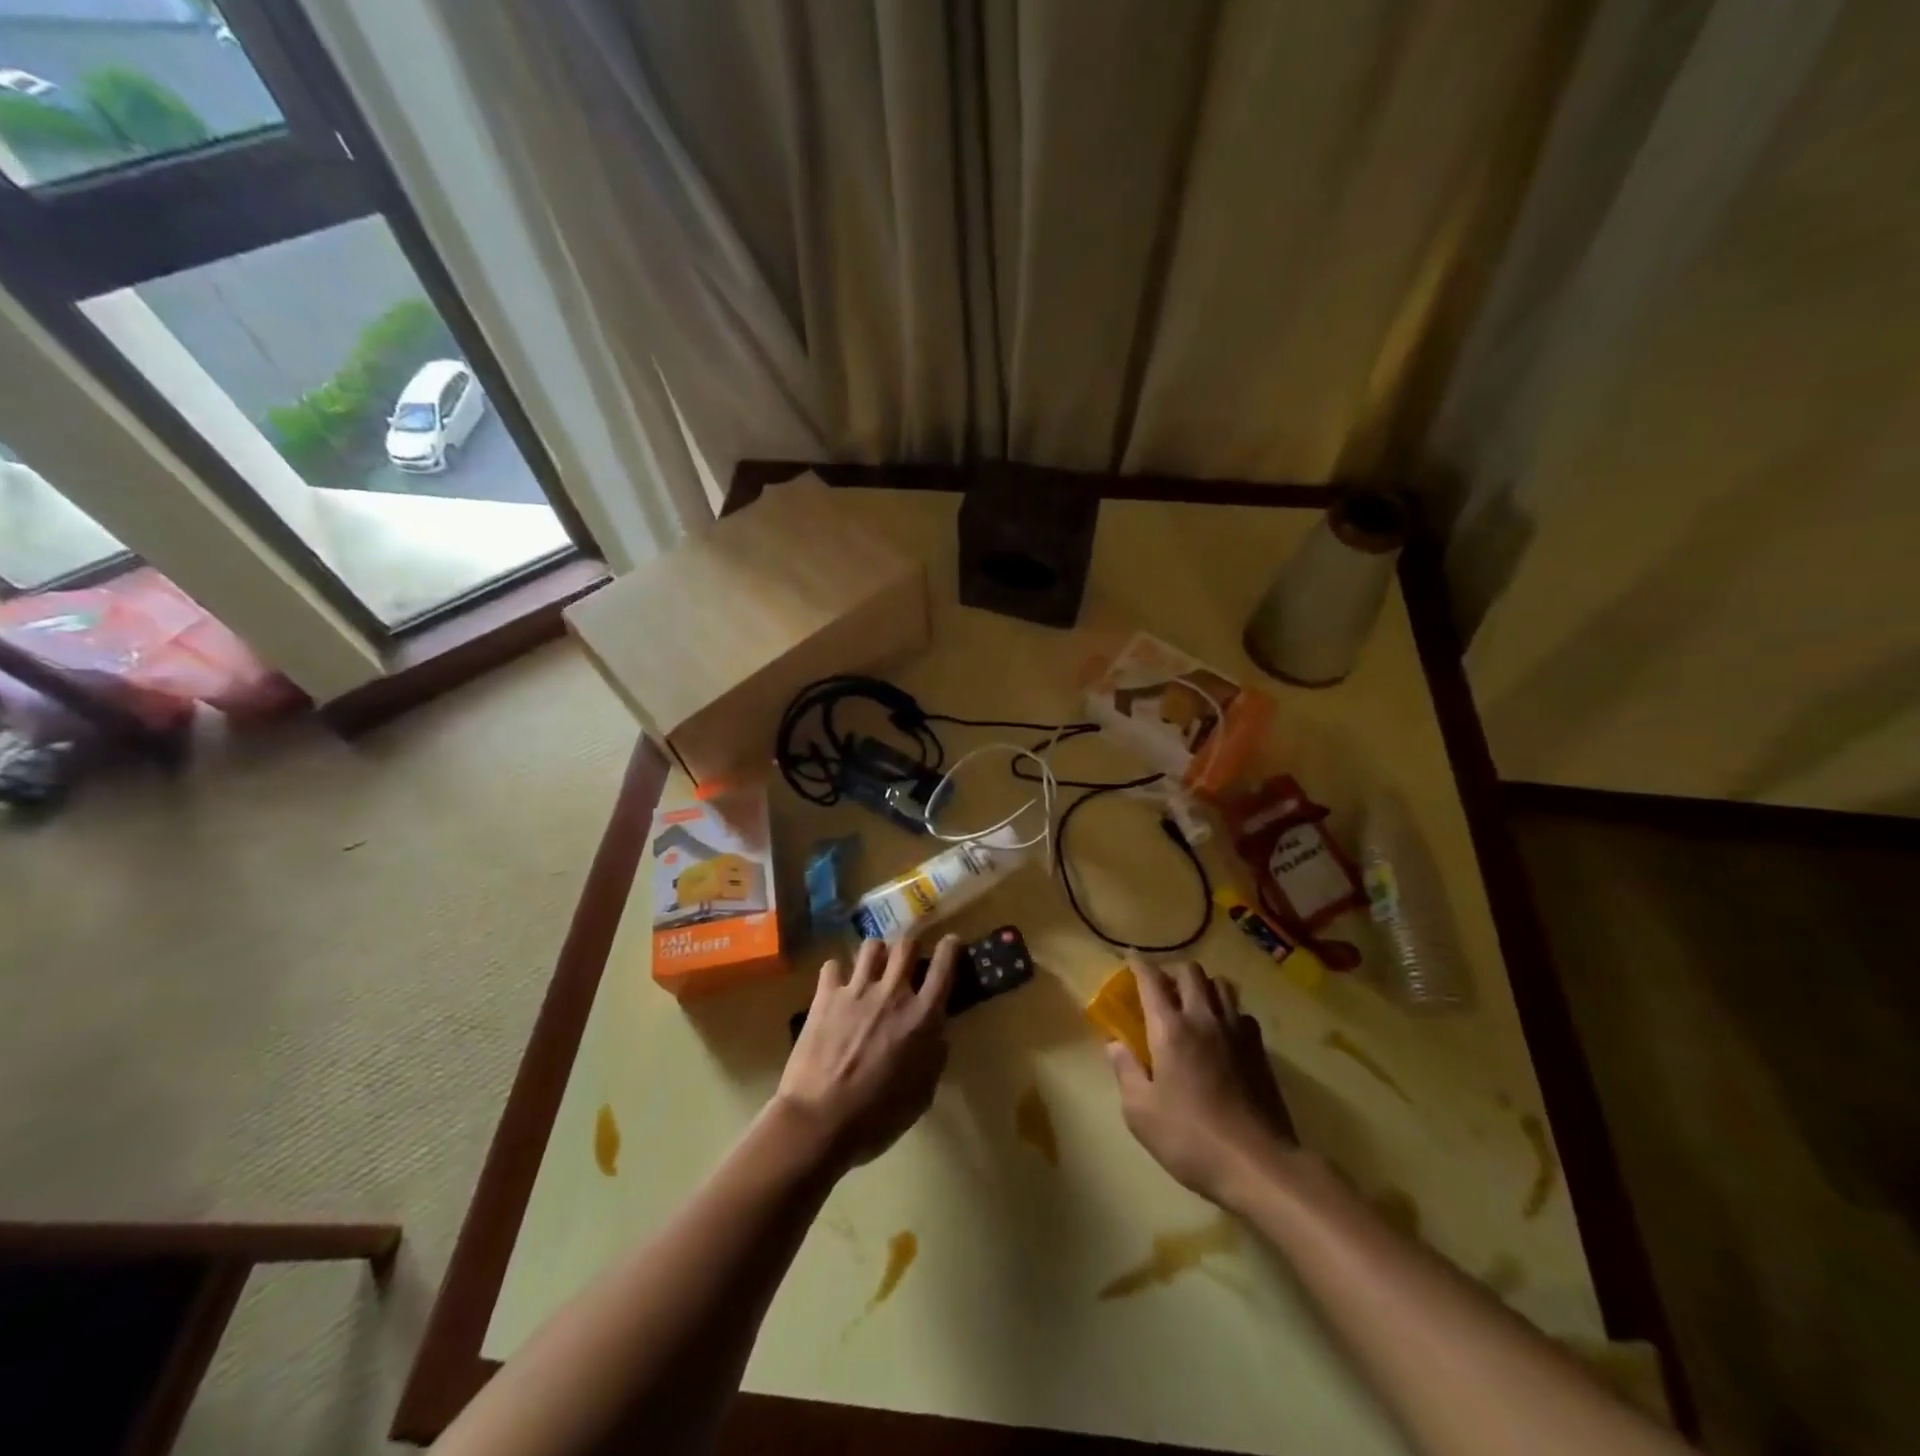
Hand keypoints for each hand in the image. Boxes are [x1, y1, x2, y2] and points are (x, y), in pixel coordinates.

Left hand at [774, 935, 956, 1172]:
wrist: (819, 1121)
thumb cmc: (877, 1118)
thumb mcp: (922, 1095)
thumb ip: (933, 1056)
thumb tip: (936, 1034)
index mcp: (922, 1017)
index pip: (944, 966)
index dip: (950, 948)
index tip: (951, 944)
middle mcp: (892, 993)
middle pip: (906, 945)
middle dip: (911, 948)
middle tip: (908, 962)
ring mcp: (856, 990)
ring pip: (872, 946)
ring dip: (877, 954)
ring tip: (874, 969)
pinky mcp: (825, 996)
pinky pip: (833, 966)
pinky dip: (837, 973)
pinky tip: (837, 986)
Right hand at [1107, 959, 1295, 1204]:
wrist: (1258, 1164)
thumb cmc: (1190, 1139)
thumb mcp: (1140, 1112)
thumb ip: (1125, 1071)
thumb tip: (1115, 1044)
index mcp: (1170, 1029)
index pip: (1152, 980)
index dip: (1138, 964)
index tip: (1130, 957)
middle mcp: (1203, 1019)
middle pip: (1191, 972)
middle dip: (1172, 972)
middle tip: (1160, 989)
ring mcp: (1236, 1032)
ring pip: (1221, 985)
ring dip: (1203, 986)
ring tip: (1192, 1003)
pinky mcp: (1260, 1050)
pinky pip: (1241, 1013)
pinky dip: (1228, 1012)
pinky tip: (1222, 1032)